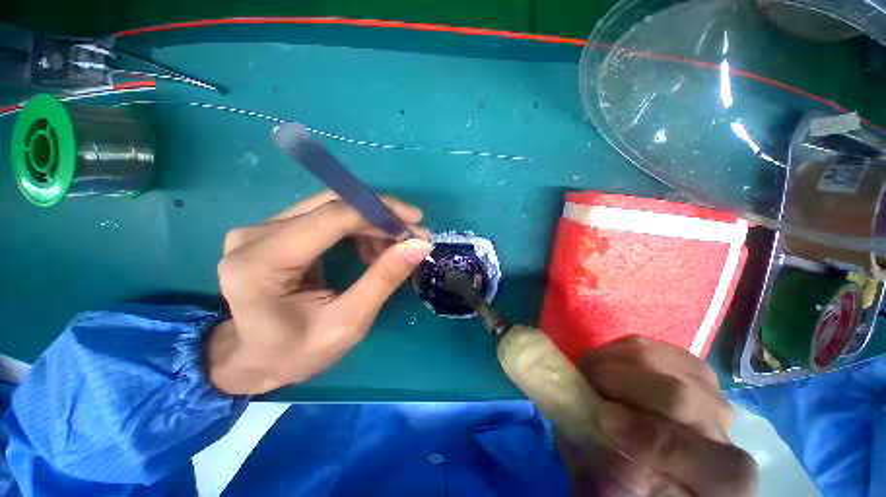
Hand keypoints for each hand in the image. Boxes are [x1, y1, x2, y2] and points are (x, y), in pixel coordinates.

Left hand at [207, 191, 432, 394]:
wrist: (253, 358)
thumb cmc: (296, 352)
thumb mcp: (348, 324)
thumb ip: (383, 280)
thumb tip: (419, 245)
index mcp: (262, 263)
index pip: (331, 217)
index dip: (380, 213)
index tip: (416, 223)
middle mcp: (255, 235)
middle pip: (333, 205)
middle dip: (382, 216)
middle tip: (413, 236)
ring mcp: (263, 228)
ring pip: (334, 207)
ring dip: (373, 224)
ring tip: (394, 250)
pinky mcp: (276, 230)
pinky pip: (328, 217)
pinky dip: (359, 229)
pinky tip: (372, 250)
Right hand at [578, 336, 758, 496]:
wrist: (655, 452)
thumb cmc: (637, 479)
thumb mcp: (620, 492)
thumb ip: (613, 484)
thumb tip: (604, 470)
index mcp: (723, 479)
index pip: (704, 459)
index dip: (651, 437)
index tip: (603, 417)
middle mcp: (725, 429)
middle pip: (678, 396)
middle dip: (619, 382)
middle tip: (584, 382)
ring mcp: (708, 390)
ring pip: (660, 360)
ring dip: (613, 360)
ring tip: (589, 371)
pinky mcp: (686, 364)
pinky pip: (650, 344)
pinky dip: (619, 349)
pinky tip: (607, 363)